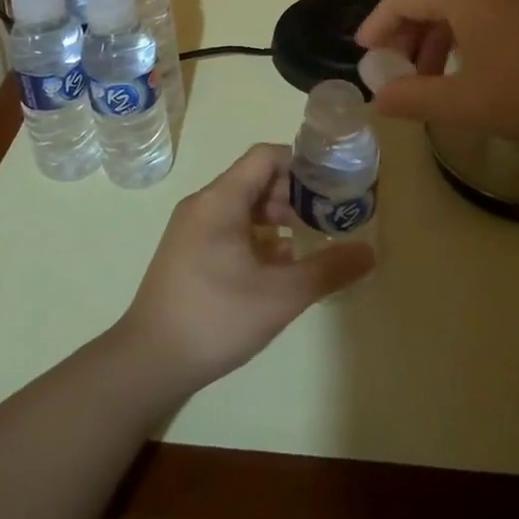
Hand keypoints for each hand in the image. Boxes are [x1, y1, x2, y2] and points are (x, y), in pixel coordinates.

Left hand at [114, 145, 373, 402]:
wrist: (148, 361)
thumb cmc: (215, 317)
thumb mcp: (280, 295)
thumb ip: (327, 269)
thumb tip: (370, 252)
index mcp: (220, 199)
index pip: (266, 157)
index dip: (302, 163)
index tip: (333, 183)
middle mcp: (204, 204)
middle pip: (256, 179)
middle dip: (295, 193)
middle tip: (329, 216)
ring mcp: (192, 229)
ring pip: (244, 206)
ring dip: (278, 217)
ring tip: (310, 241)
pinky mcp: (189, 252)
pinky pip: (230, 228)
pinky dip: (258, 236)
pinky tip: (280, 266)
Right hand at [356, 0, 518, 143]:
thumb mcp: (468, 103)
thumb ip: (415, 98)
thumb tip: (377, 99)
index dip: (377, 25)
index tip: (363, 54)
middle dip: (404, 22)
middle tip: (393, 61)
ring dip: (434, 26)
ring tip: (429, 70)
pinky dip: (463, 24)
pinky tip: (470, 61)